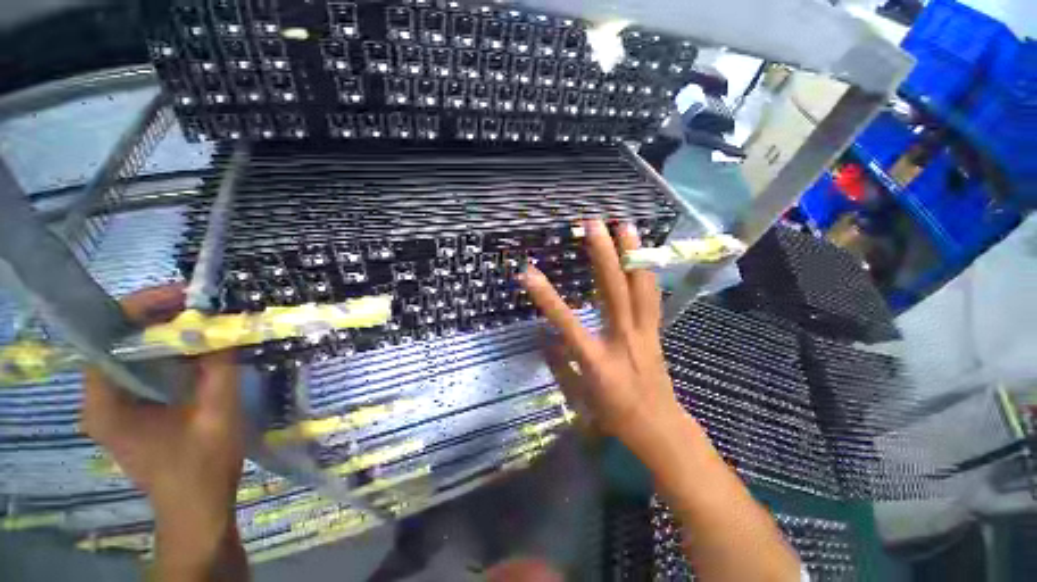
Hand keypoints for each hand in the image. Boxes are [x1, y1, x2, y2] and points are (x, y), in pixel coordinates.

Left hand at [81, 285, 243, 576]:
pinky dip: (166, 353)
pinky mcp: (130, 411)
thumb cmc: (202, 468)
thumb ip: (220, 368)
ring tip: (200, 319)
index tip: (181, 296)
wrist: (197, 509)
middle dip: (155, 317)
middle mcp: (100, 401)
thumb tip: (226, 326)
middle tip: (197, 304)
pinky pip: (142, 369)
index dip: (139, 309)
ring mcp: (114, 407)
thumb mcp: (218, 414)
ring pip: (130, 354)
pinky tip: (194, 349)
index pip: (107, 339)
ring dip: (162, 333)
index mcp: (106, 405)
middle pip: (116, 342)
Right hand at [519, 219, 681, 446]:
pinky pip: (651, 297)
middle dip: (603, 255)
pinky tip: (644, 254)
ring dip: (633, 255)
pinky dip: (647, 272)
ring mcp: (644, 332)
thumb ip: (559, 363)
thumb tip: (546, 337)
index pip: (567, 323)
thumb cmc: (614, 416)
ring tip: (626, 226)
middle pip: (613, 292)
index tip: (529, 272)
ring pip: (641, 288)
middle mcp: (623, 339)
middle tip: (594, 224)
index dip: (547, 297)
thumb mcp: (578, 396)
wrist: (659, 428)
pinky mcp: (655, 330)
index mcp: (597, 360)